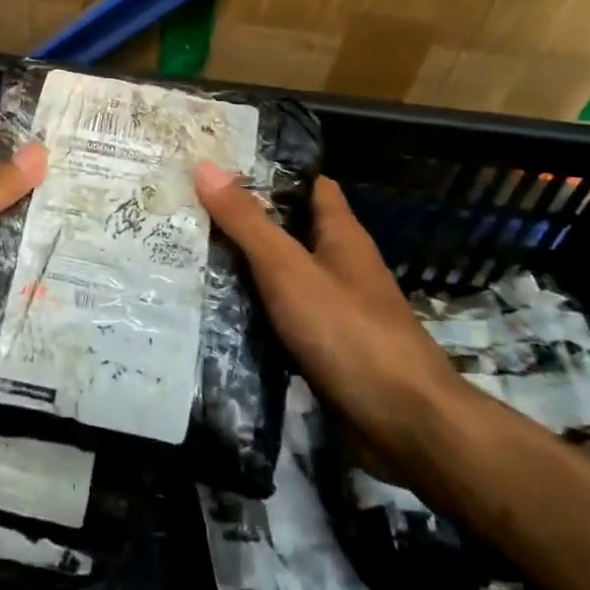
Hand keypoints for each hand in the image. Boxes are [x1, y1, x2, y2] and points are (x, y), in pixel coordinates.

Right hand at [195, 164, 464, 473]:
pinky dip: (251, 311)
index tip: (221, 164)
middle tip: (187, 208)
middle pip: (289, 230)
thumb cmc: (348, 332)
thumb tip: (206, 166)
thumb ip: (247, 221)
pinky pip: (280, 317)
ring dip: (242, 267)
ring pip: (281, 276)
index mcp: (341, 235)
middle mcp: (340, 266)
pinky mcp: (323, 349)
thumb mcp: (288, 268)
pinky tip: (211, 309)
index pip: (309, 185)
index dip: (271, 171)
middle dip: (243, 220)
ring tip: (185, 251)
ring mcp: (333, 310)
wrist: (404, 425)